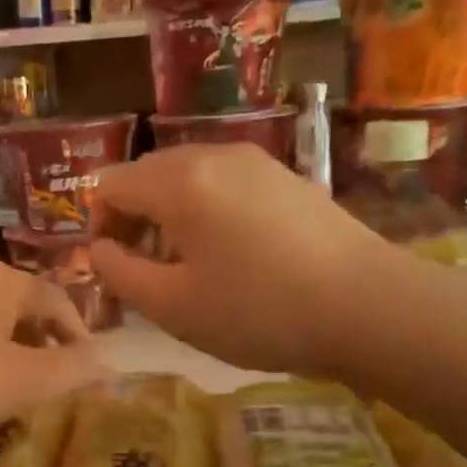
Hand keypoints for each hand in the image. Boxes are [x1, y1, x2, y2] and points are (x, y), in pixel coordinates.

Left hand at [0, 257, 108, 440]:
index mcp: (5, 279)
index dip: (77, 332)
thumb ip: (73, 371)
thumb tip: (110, 363)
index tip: (87, 364)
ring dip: (4, 338)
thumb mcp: (24, 382)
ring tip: (7, 374)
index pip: (56, 299)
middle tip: (50, 371)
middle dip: (40, 335)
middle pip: (18, 300)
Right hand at [89, 143, 387, 374]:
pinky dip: (206, 210)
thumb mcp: (173, 306)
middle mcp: (213, 155)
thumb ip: (120, 274)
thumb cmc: (257, 311)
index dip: (99, 226)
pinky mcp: (285, 177)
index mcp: (178, 181)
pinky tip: (231, 254)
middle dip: (132, 218)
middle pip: (147, 173)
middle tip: (145, 270)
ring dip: (169, 214)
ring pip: (187, 176)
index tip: (115, 268)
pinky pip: (223, 183)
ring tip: (187, 265)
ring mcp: (255, 161)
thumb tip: (100, 250)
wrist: (367, 307)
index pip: (111, 184)